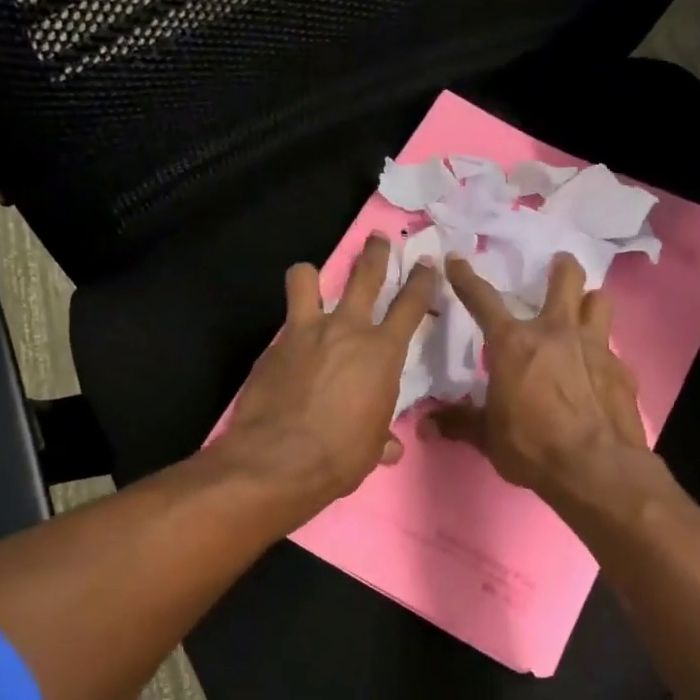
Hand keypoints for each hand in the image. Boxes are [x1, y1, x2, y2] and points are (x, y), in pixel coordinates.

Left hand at [222, 233, 435, 510]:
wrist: (280, 460)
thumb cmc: (340, 456)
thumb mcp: (371, 446)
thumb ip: (381, 436)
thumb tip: (389, 446)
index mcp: (382, 352)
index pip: (411, 304)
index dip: (421, 280)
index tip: (426, 263)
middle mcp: (347, 329)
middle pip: (365, 274)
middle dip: (375, 254)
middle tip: (378, 240)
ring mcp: (305, 332)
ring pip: (306, 278)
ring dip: (311, 275)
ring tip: (311, 278)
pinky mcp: (273, 345)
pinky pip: (284, 323)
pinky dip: (290, 329)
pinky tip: (288, 349)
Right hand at [425, 252, 653, 502]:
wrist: (596, 467)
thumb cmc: (532, 446)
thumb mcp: (488, 437)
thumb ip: (460, 423)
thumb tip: (425, 425)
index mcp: (514, 344)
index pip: (483, 301)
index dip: (466, 278)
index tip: (457, 259)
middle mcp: (556, 332)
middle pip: (565, 279)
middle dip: (561, 268)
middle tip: (558, 266)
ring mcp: (594, 346)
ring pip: (599, 301)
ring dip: (589, 302)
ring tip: (584, 310)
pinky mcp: (621, 369)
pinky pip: (612, 347)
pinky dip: (602, 352)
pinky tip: (598, 372)